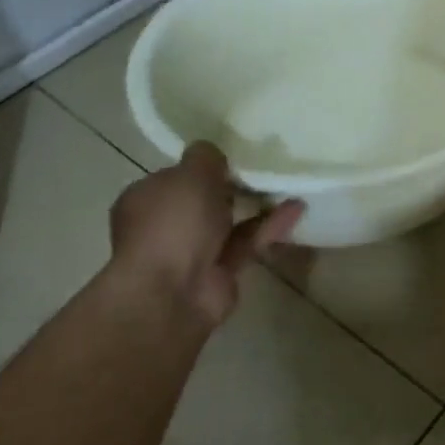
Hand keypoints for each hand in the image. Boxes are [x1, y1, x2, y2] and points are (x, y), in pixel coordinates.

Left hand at [108, 143, 303, 328]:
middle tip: (266, 166)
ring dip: (257, 205)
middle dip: (233, 186)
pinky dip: (270, 226)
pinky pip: (248, 242)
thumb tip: (211, 151)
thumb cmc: (174, 223)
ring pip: (229, 222)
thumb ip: (206, 157)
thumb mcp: (191, 173)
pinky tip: (297, 208)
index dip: (204, 166)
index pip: (176, 177)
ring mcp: (191, 252)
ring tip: (288, 183)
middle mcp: (164, 226)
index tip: (235, 154)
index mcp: (146, 199)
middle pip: (204, 200)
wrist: (172, 293)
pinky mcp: (219, 272)